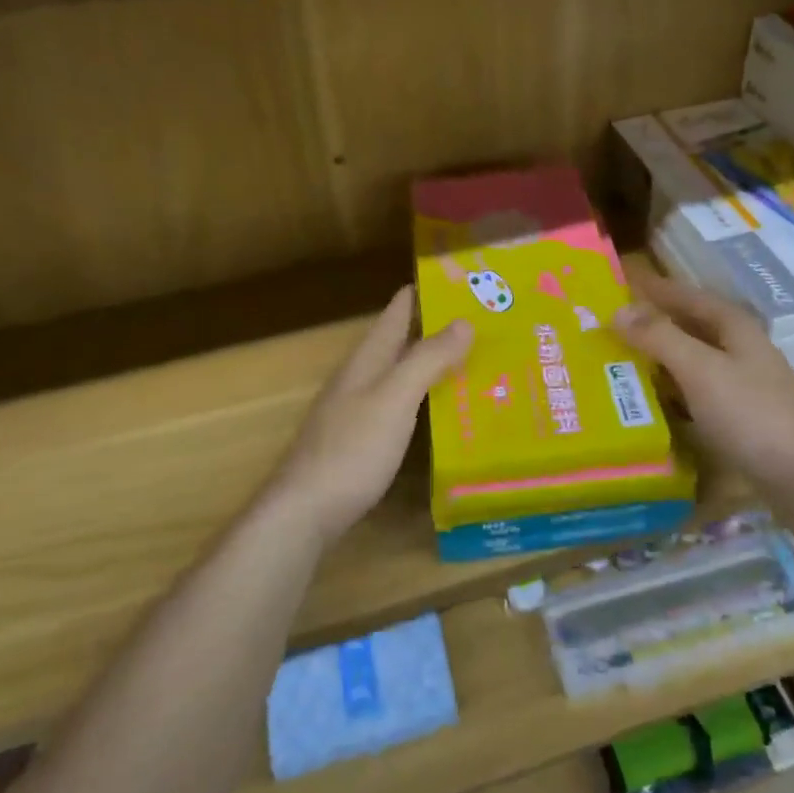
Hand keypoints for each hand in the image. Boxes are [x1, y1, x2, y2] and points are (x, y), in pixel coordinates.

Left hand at [269, 286, 471, 546]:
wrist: (304, 512)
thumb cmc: (351, 449)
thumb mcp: (394, 399)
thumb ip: (427, 359)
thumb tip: (464, 321)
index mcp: (368, 359)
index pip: (398, 310)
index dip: (427, 291)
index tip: (466, 280)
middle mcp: (363, 376)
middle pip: (403, 340)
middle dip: (440, 327)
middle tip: (489, 321)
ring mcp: (360, 409)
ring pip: (404, 372)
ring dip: (436, 362)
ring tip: (479, 359)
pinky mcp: (365, 439)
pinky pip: (404, 404)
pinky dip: (428, 396)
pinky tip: (450, 410)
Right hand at [613, 270, 793, 498]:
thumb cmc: (750, 413)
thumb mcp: (700, 369)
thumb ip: (659, 337)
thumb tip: (617, 310)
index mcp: (734, 324)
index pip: (685, 294)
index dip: (653, 289)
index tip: (616, 285)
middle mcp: (739, 345)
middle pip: (689, 324)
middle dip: (652, 321)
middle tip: (607, 324)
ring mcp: (741, 380)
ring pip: (691, 356)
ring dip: (659, 355)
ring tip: (617, 356)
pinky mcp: (738, 412)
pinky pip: (695, 387)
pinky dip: (671, 386)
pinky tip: (649, 396)